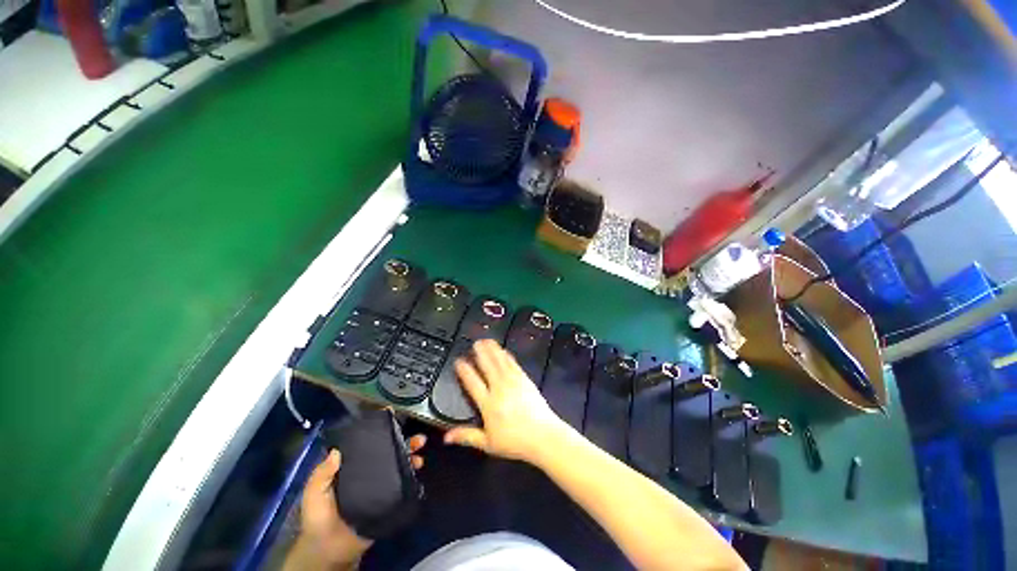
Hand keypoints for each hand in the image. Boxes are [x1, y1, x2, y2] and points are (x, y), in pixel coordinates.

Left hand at [297, 434, 426, 566]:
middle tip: (419, 439)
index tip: (393, 417)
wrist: (330, 550)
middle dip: (405, 442)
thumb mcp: (314, 493)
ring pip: (399, 465)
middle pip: (389, 452)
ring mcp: (380, 486)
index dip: (380, 431)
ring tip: (420, 457)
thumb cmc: (319, 518)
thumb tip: (338, 450)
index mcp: (352, 467)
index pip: (368, 445)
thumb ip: (322, 473)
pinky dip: (411, 476)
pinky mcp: (388, 500)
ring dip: (411, 458)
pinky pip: (402, 485)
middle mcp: (369, 472)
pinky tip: (418, 471)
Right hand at [445, 339, 569, 464]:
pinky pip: (514, 364)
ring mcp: (513, 382)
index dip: (464, 370)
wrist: (543, 436)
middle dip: (480, 353)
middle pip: (487, 366)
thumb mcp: (488, 443)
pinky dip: (507, 356)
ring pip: (500, 362)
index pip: (472, 383)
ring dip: (493, 350)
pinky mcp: (525, 380)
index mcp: (488, 404)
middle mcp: (500, 389)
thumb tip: (446, 436)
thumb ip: (467, 436)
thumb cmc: (515, 441)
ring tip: (487, 340)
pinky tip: (504, 351)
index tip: (459, 361)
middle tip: (475, 342)